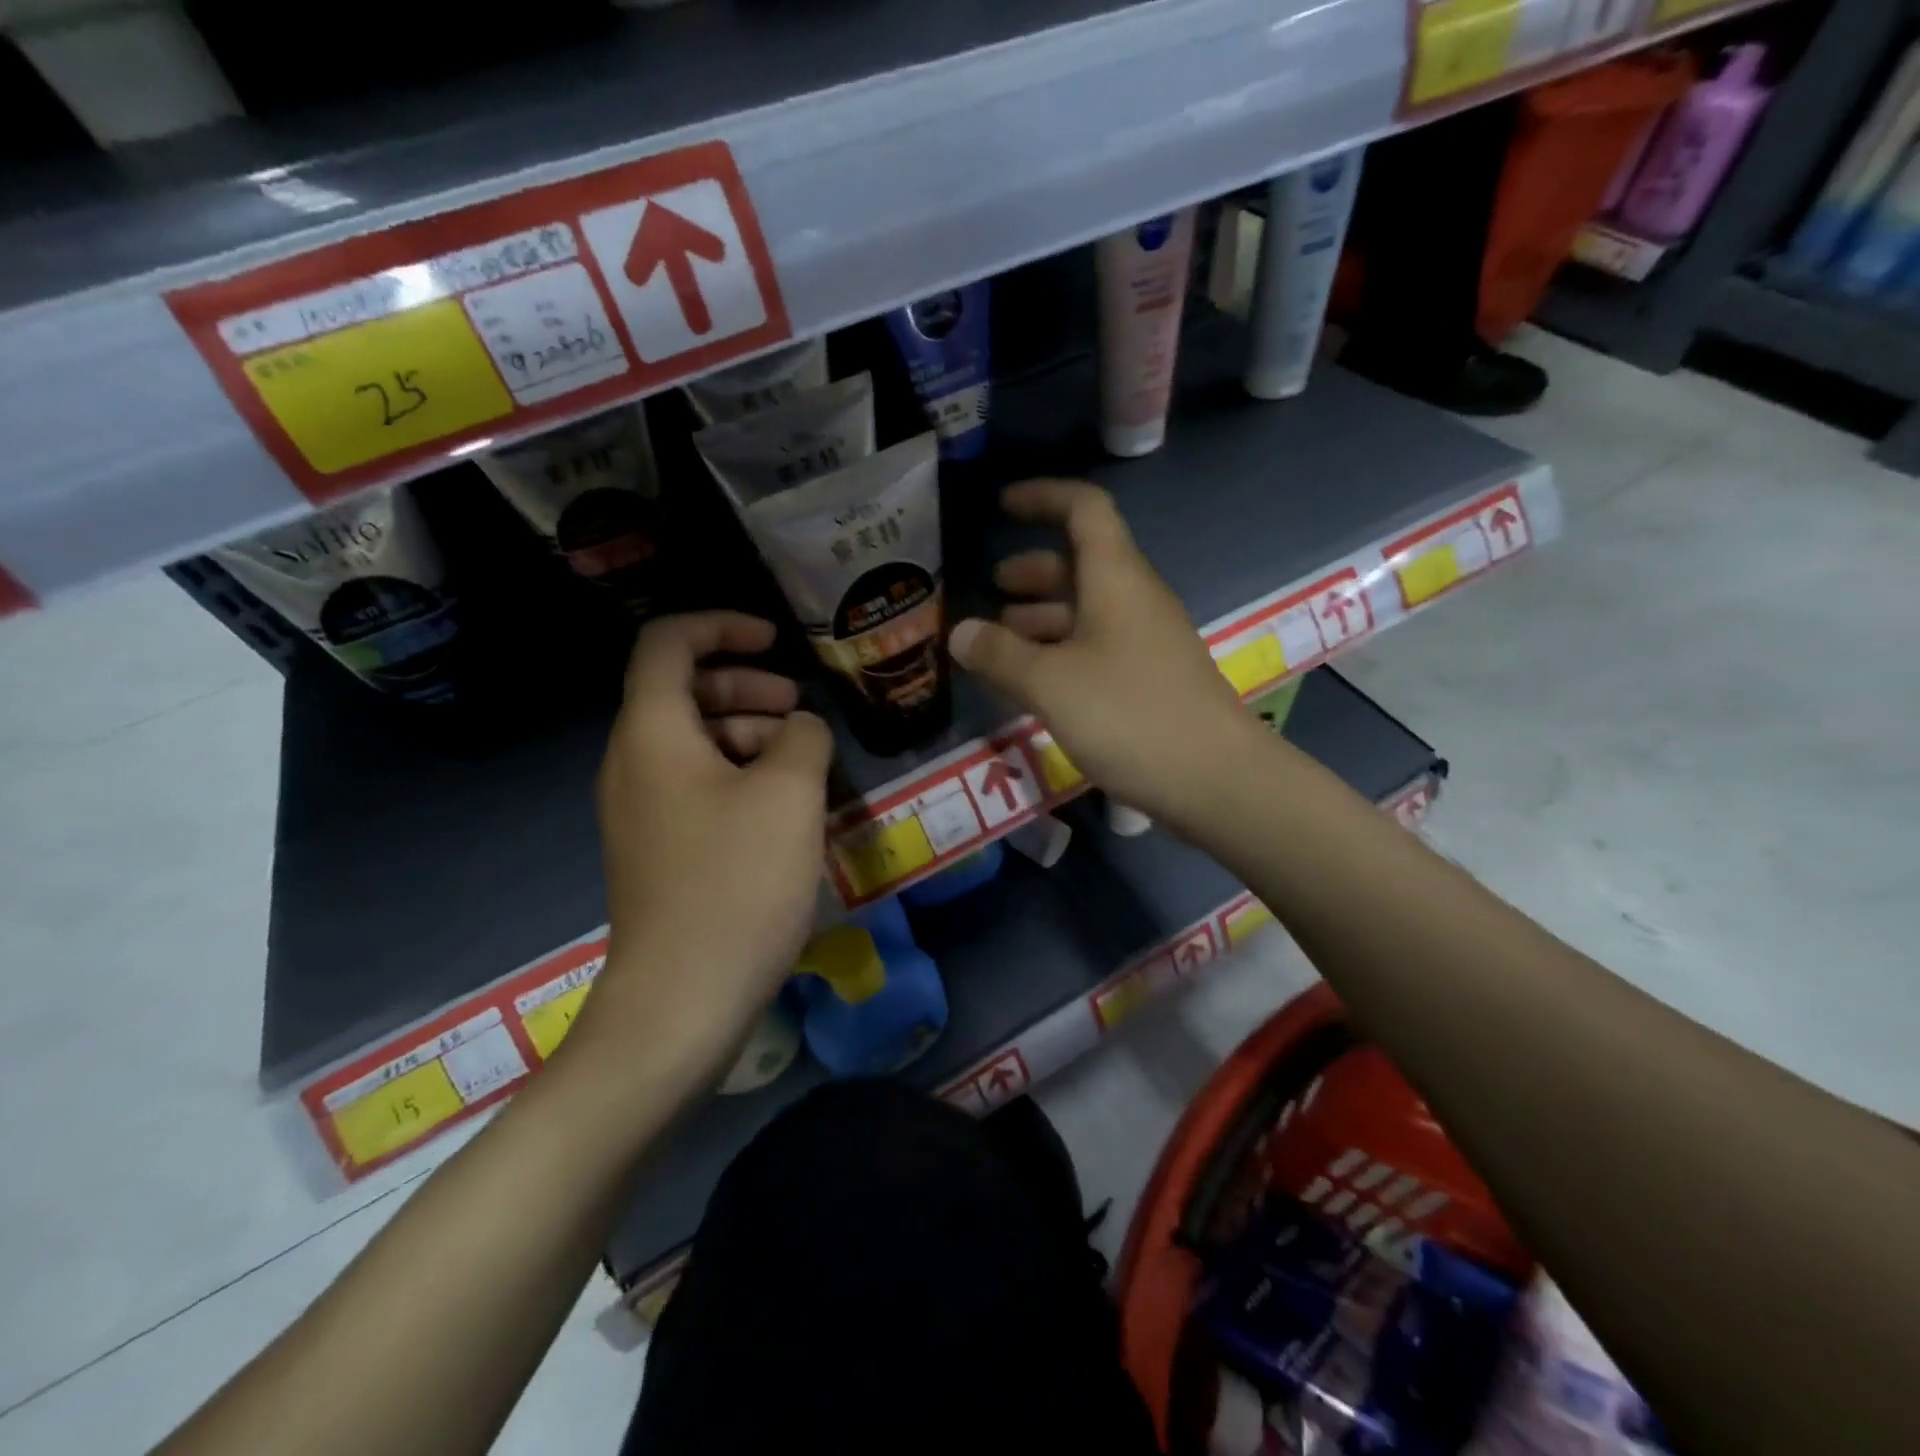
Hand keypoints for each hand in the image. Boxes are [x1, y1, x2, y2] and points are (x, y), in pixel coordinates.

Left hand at [577, 612, 832, 1082]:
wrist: (681, 1000)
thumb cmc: (736, 884)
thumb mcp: (789, 795)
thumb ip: (802, 737)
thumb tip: (799, 728)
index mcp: (653, 734)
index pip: (668, 644)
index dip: (723, 625)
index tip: (776, 642)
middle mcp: (634, 763)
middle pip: (684, 693)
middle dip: (746, 686)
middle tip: (799, 710)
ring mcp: (643, 810)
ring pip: (695, 743)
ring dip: (750, 734)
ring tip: (805, 762)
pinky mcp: (660, 850)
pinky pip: (698, 787)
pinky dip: (741, 776)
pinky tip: (786, 808)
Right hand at [948, 480, 1261, 833]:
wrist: (1216, 779)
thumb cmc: (1130, 715)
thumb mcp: (1051, 683)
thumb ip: (1000, 655)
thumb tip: (960, 634)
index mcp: (1115, 579)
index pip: (1084, 509)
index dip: (1043, 497)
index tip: (1002, 506)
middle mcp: (1134, 600)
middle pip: (1080, 564)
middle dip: (1032, 572)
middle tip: (991, 589)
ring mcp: (1146, 641)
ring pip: (1087, 611)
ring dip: (1042, 618)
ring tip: (999, 643)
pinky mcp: (1150, 680)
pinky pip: (1097, 648)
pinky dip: (1060, 653)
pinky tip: (1034, 684)